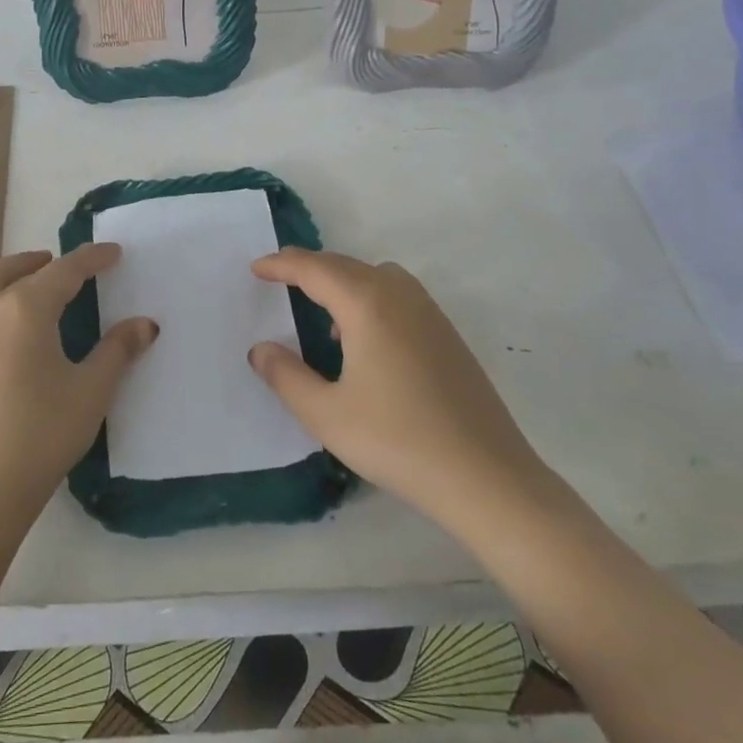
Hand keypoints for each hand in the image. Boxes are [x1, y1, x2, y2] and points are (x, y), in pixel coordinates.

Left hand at [0, 245, 156, 537]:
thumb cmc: (40, 435)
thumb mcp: (91, 391)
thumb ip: (118, 350)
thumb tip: (145, 324)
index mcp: (25, 309)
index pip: (65, 270)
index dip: (92, 259)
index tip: (114, 252)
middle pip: (17, 268)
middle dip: (47, 261)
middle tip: (72, 267)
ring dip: (10, 270)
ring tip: (30, 277)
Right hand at [249, 249, 551, 529]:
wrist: (487, 477)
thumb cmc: (398, 442)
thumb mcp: (326, 414)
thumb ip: (286, 377)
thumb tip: (261, 350)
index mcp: (367, 305)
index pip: (315, 269)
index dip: (282, 264)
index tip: (256, 268)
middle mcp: (399, 296)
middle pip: (346, 265)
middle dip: (309, 267)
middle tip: (279, 278)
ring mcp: (430, 314)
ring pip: (377, 276)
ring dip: (344, 280)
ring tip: (323, 312)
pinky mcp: (448, 335)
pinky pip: (399, 295)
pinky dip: (371, 297)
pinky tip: (366, 340)